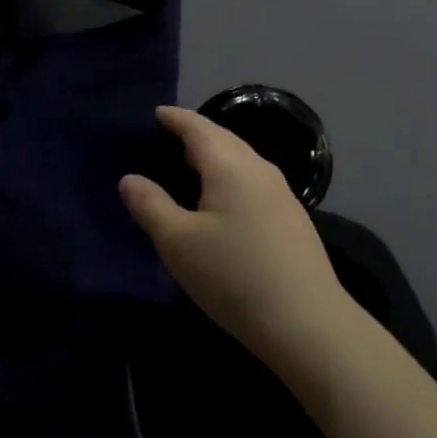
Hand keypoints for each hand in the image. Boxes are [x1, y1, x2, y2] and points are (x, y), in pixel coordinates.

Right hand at [120, 106, 352, 370]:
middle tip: (167, 138)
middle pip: (224, 139)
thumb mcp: (178, 243)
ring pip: (242, 161)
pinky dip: (230, 178)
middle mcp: (260, 170)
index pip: (198, 128)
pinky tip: (221, 201)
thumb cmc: (233, 276)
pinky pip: (253, 182)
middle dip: (195, 134)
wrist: (307, 324)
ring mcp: (282, 195)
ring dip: (215, 157)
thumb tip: (129, 179)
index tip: (156, 113)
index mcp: (231, 166)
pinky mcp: (292, 220)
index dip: (175, 118)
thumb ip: (150, 206)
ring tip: (189, 167)